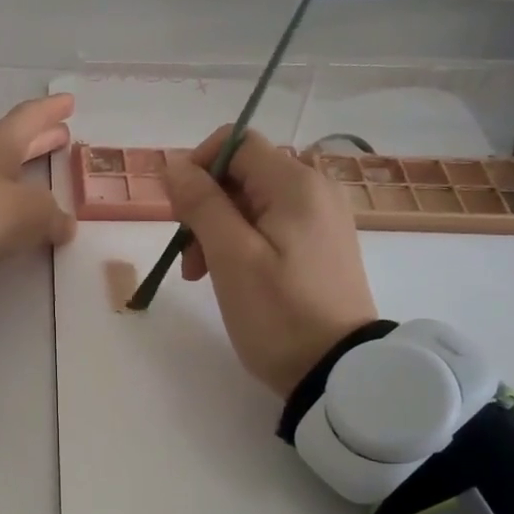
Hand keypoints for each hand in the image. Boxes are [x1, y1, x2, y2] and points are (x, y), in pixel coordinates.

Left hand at [0, 94, 77, 264]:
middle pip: (16, 139)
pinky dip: (13, 191)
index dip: (52, 109)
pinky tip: (22, 205)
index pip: (31, 116)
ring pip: (4, 165)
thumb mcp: (33, 212)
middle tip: (64, 133)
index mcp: (1, 141)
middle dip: (41, 137)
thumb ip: (55, 215)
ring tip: (47, 167)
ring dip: (26, 164)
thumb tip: (65, 223)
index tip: (70, 101)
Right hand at [163, 127, 380, 397]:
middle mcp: (315, 189)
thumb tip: (175, 164)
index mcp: (296, 184)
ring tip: (201, 274)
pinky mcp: (321, 244)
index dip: (199, 166)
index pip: (236, 142)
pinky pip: (272, 224)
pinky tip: (231, 276)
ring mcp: (322, 218)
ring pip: (253, 201)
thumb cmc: (278, 312)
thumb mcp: (231, 256)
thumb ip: (201, 203)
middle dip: (205, 205)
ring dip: (218, 228)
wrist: (338, 371)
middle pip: (243, 173)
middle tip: (188, 256)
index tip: (179, 210)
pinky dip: (242, 242)